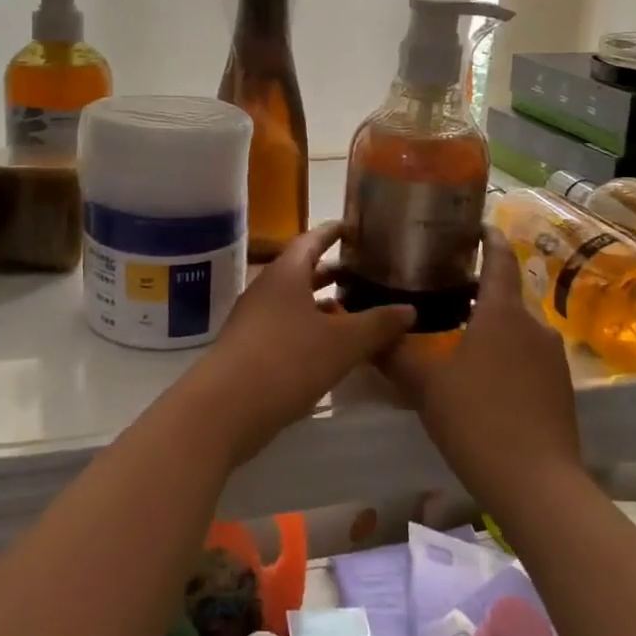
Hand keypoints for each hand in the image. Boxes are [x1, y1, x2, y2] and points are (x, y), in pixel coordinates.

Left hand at [177, 222, 414, 465]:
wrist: (225, 408)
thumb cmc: (287, 361)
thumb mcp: (342, 343)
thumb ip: (377, 325)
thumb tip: (410, 309)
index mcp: (286, 274)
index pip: (311, 240)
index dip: (333, 232)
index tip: (354, 227)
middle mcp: (266, 289)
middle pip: (302, 270)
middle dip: (332, 271)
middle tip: (364, 271)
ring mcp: (254, 319)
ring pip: (293, 301)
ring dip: (321, 303)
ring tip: (353, 309)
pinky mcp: (249, 348)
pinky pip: (284, 327)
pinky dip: (308, 328)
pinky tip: (329, 348)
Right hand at [382, 227, 580, 513]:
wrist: (538, 485)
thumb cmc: (477, 420)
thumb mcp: (425, 386)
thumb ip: (394, 354)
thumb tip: (368, 331)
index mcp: (502, 312)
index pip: (500, 257)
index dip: (488, 236)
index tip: (472, 225)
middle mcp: (533, 325)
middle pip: (506, 293)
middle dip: (479, 287)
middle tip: (443, 289)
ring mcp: (553, 357)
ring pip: (516, 326)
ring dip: (491, 323)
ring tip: (459, 332)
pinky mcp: (561, 387)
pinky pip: (528, 354)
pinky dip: (506, 351)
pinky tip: (483, 375)